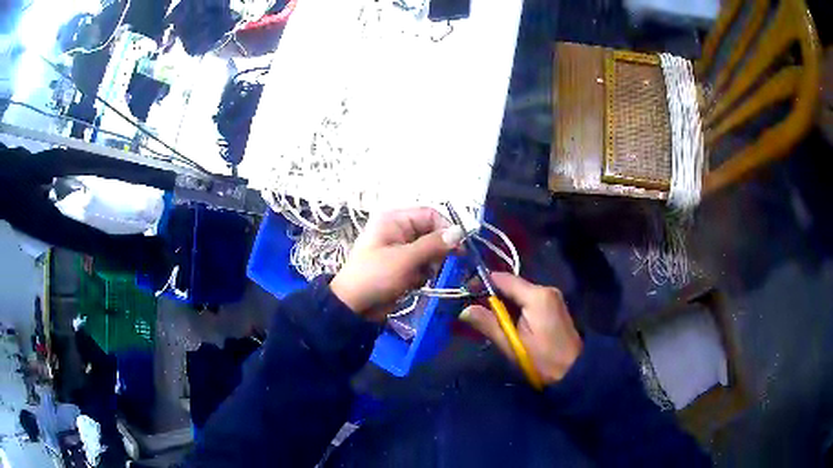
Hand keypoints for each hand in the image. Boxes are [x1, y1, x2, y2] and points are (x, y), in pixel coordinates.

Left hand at [330, 207, 464, 320]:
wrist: (353, 306)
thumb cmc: (375, 276)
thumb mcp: (405, 259)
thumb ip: (433, 245)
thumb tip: (460, 232)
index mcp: (395, 219)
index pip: (430, 214)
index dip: (446, 229)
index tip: (459, 248)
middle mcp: (399, 230)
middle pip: (431, 233)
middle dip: (437, 252)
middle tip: (440, 267)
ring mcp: (400, 249)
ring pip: (429, 252)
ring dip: (430, 266)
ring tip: (419, 277)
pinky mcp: (402, 266)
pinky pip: (422, 265)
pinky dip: (422, 275)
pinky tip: (413, 284)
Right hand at [460, 273, 581, 384]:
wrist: (574, 370)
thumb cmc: (543, 360)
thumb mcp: (512, 345)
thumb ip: (489, 324)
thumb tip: (465, 310)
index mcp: (536, 295)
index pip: (503, 279)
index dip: (482, 282)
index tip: (465, 292)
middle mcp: (545, 289)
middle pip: (512, 285)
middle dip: (492, 296)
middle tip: (473, 310)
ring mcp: (552, 296)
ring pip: (519, 293)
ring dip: (504, 303)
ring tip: (487, 319)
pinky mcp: (553, 305)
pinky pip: (528, 300)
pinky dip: (515, 308)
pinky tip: (508, 322)